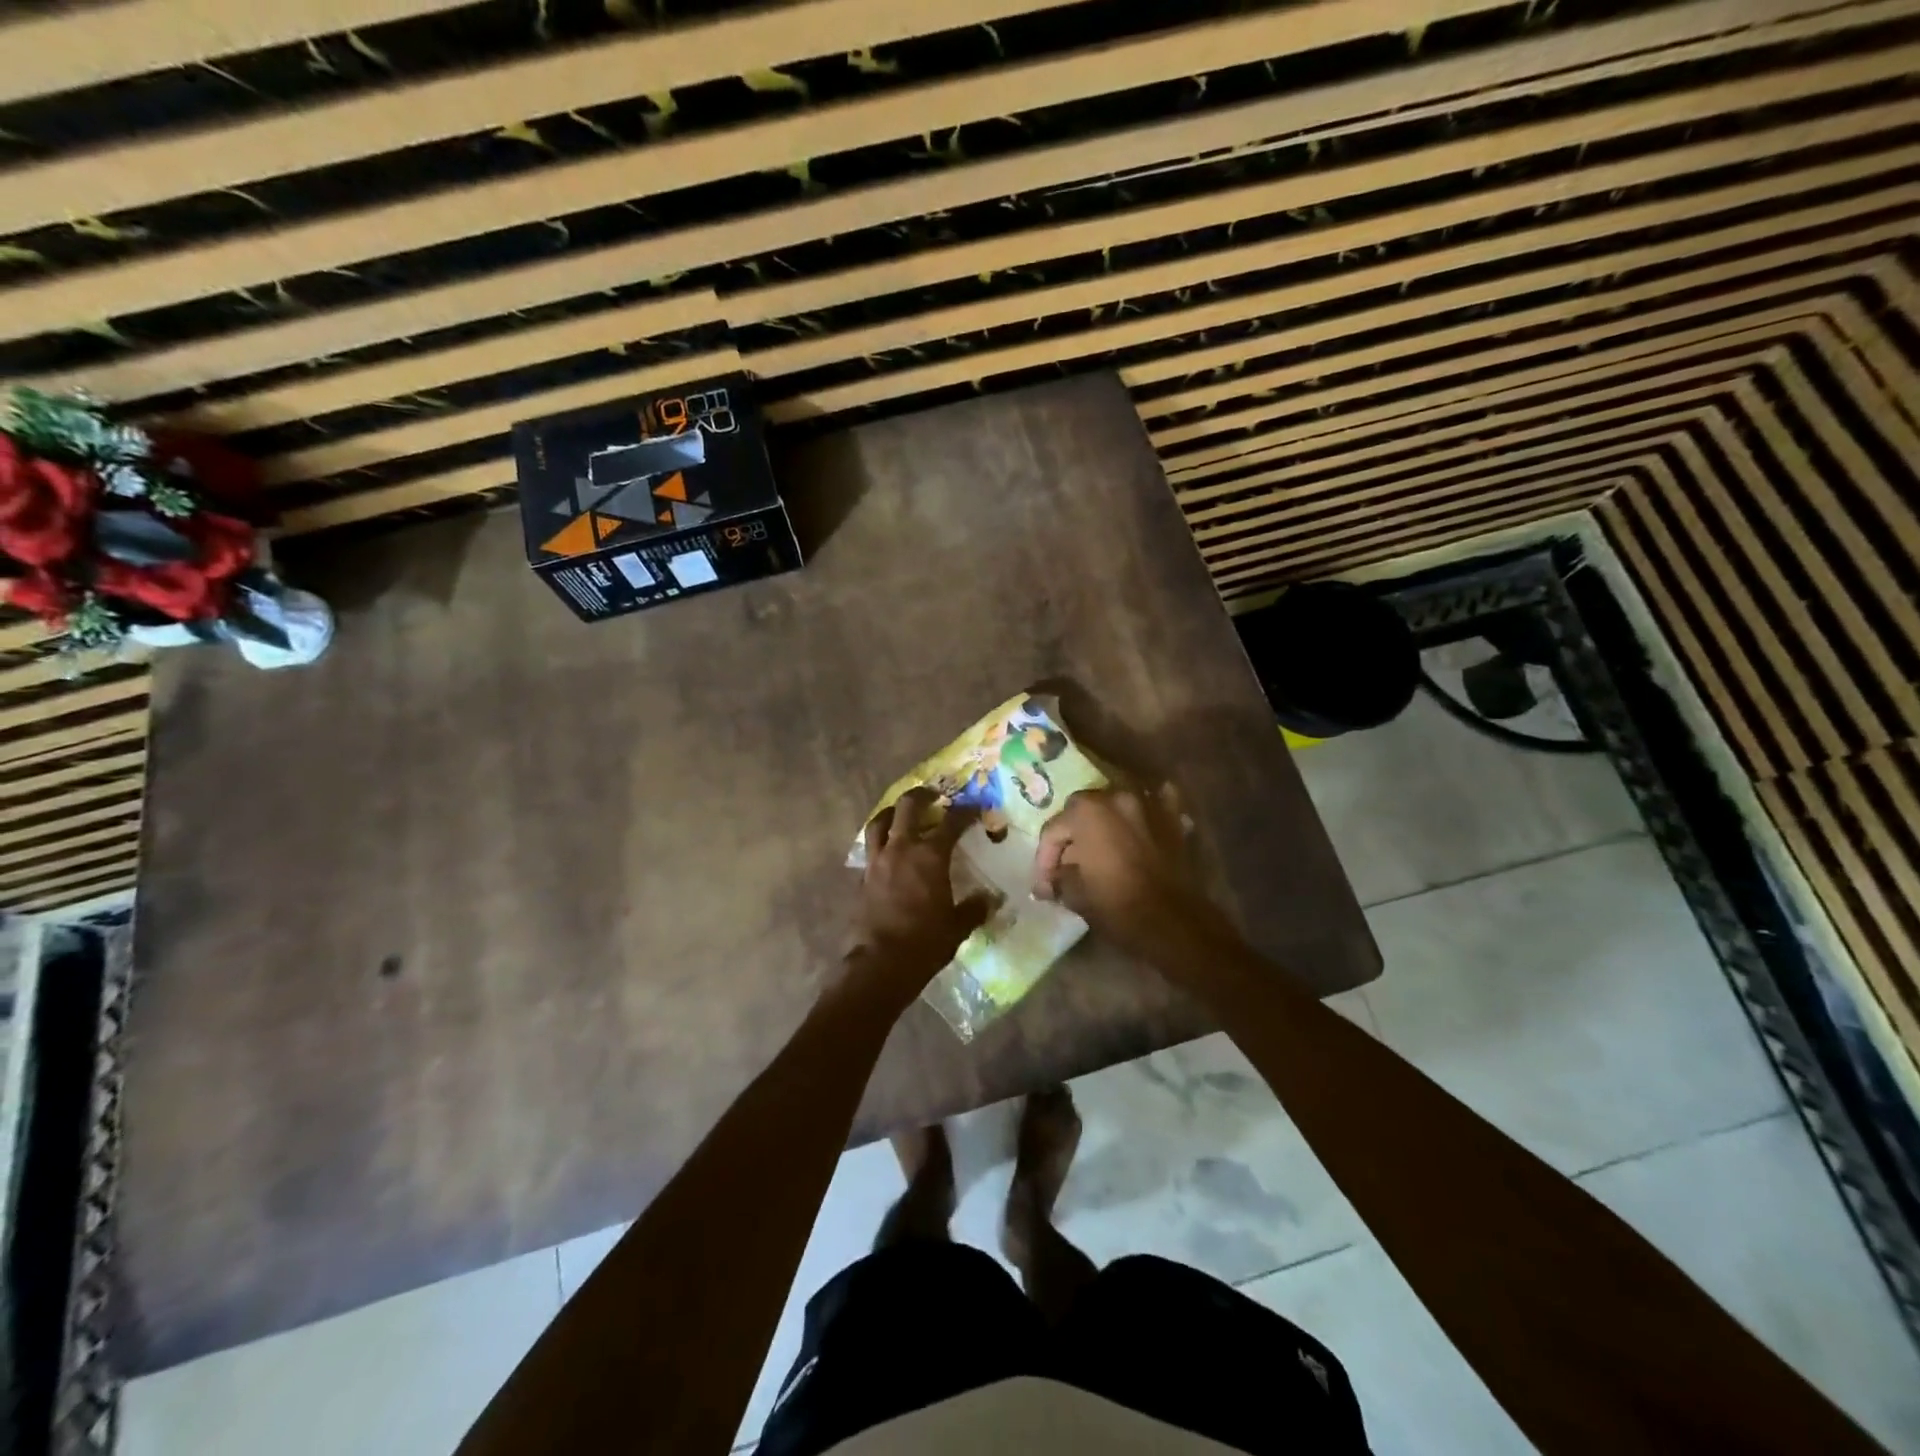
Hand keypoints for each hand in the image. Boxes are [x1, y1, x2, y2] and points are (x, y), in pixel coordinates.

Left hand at [848, 788, 991, 1002]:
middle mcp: (901, 849)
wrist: (879, 964)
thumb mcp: (957, 927)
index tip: (976, 809)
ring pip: (879, 822)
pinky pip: (870, 848)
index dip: (966, 812)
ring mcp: (877, 861)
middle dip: (922, 796)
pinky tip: (888, 852)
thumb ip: (974, 908)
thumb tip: (990, 899)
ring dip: (892, 812)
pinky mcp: (862, 877)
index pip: (951, 822)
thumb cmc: (925, 943)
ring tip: (901, 814)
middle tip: (934, 796)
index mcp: (929, 856)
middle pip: (907, 807)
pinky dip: (880, 842)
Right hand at [1032, 786, 1225, 959]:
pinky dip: (1143, 812)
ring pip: (1116, 804)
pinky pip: (1154, 803)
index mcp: (1086, 811)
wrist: (1173, 922)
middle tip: (1068, 865)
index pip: (1054, 829)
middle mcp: (1116, 796)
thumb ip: (1058, 879)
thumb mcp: (1075, 895)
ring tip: (1100, 849)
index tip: (1045, 886)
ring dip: (1105, 821)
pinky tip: (1139, 823)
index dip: (1045, 859)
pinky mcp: (1173, 817)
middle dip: (1072, 835)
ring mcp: (1148, 803)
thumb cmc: (1117, 906)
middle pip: (1082, 811)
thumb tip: (1050, 881)